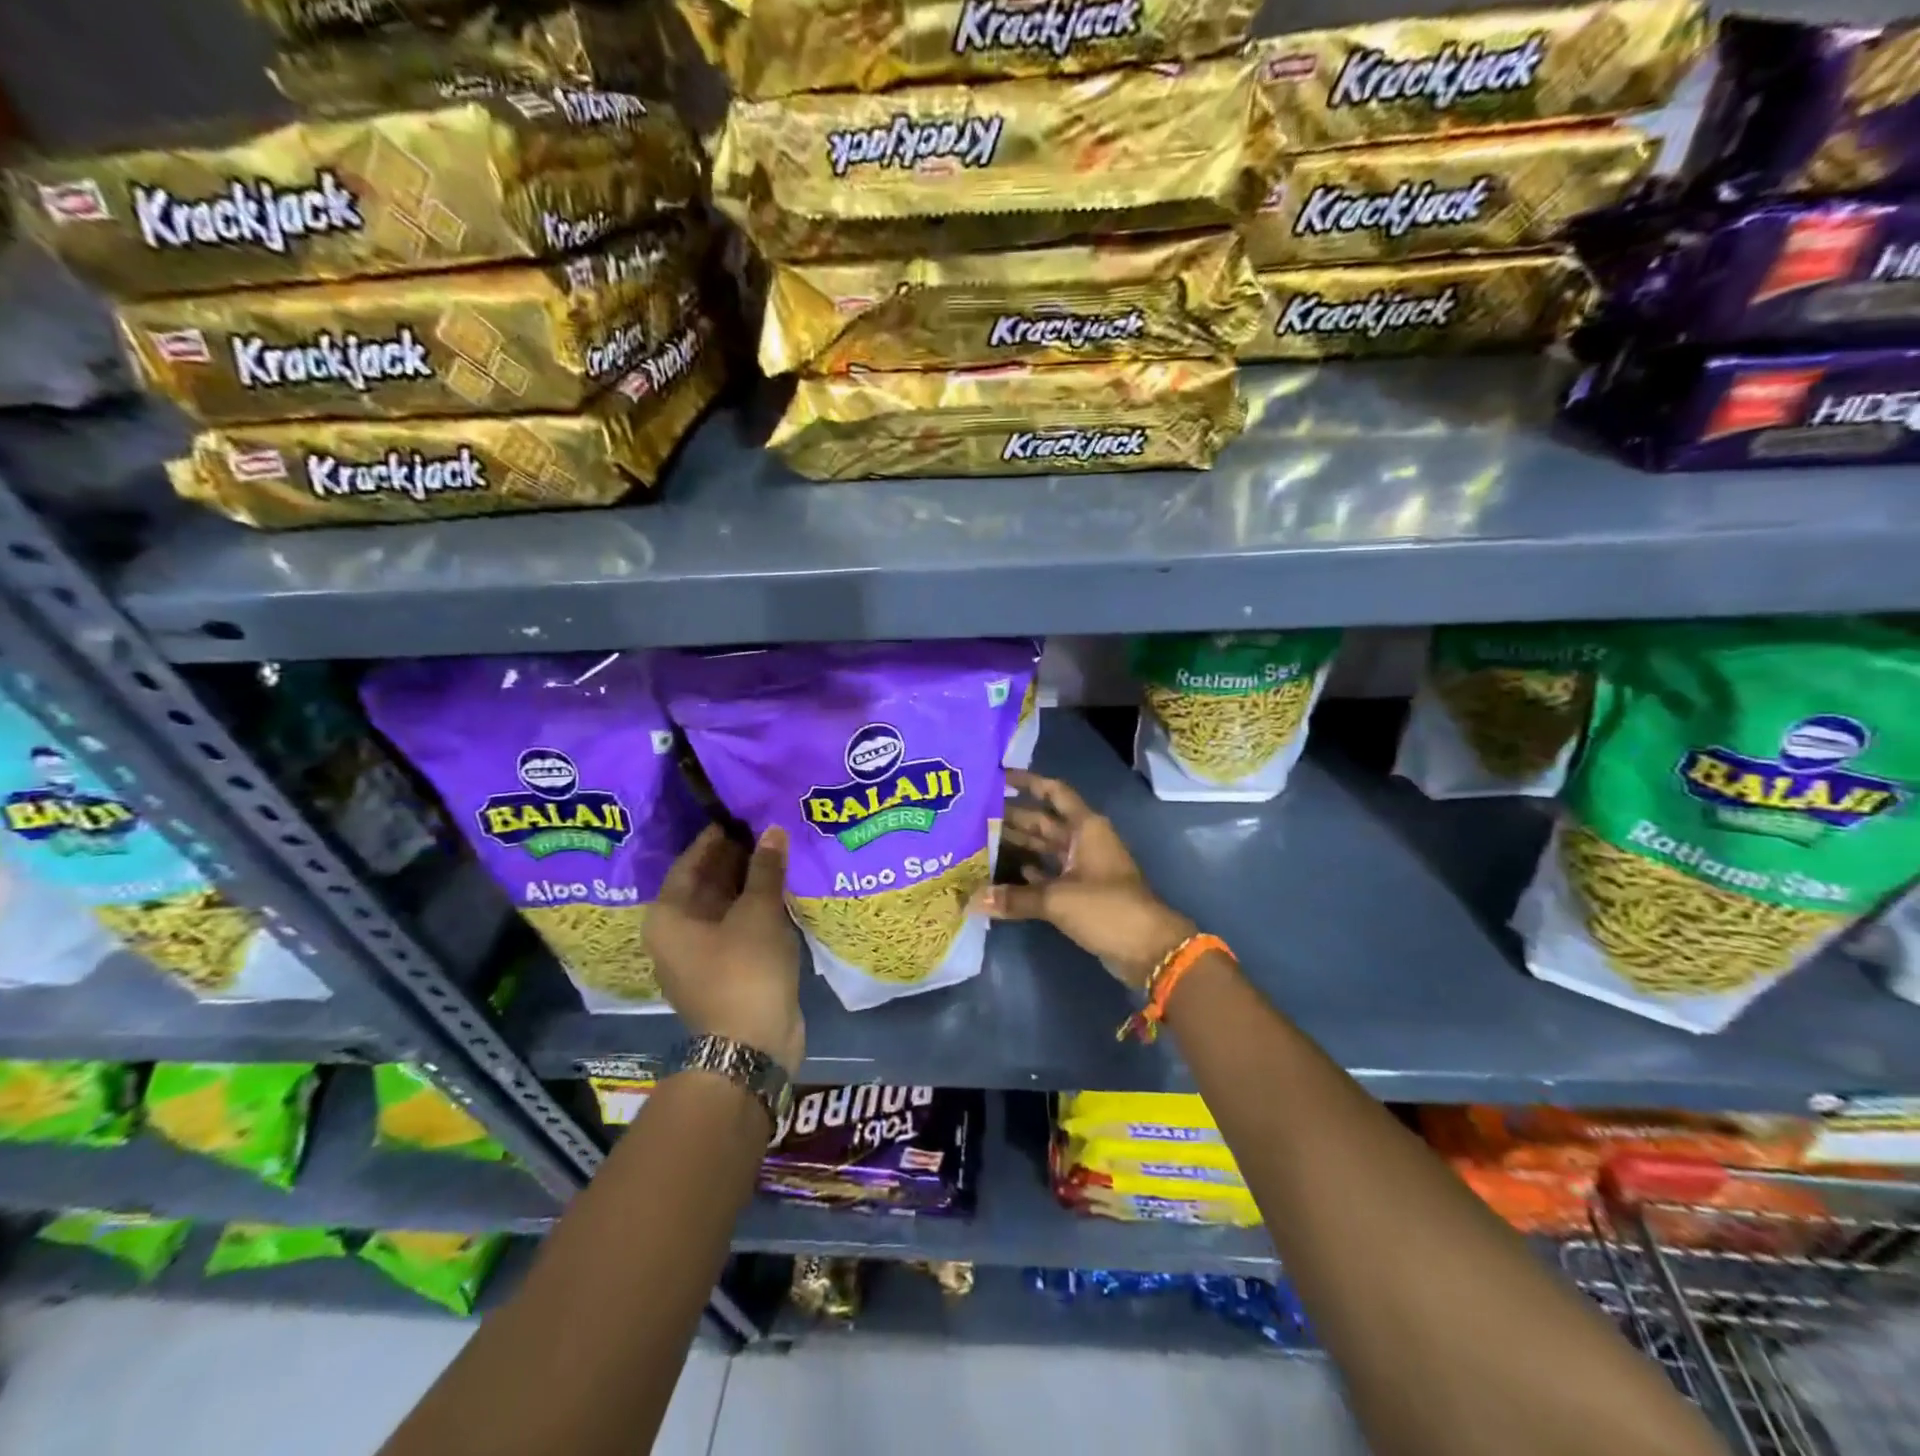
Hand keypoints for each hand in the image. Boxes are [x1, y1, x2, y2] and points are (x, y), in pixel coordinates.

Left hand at [645, 824, 804, 1075]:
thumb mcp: (758, 912)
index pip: (691, 861)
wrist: (751, 1046)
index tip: (744, 813)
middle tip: (770, 828)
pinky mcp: (726, 969)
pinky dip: (757, 907)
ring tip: (782, 851)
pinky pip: (739, 925)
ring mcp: (701, 954)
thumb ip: (765, 868)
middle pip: (707, 882)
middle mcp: (677, 932)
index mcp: (669, 916)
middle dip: (738, 857)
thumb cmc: (745, 970)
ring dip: (751, 882)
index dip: (718, 836)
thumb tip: (772, 830)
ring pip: (726, 905)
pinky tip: (784, 888)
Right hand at [973, 770, 1196, 990]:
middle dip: (1013, 816)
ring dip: (1018, 844)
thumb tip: (971, 901)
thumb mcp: (1057, 899)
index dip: (1029, 782)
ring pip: (1044, 848)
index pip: (1054, 792)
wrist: (1147, 949)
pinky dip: (1029, 872)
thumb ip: (1014, 898)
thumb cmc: (1106, 908)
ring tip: (981, 840)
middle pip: (1044, 821)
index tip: (999, 777)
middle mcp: (1084, 840)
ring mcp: (1083, 867)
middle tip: (975, 814)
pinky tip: (1003, 874)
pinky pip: (1049, 874)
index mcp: (1086, 827)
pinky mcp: (1081, 892)